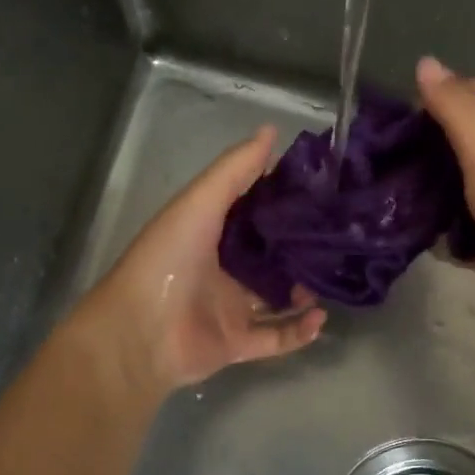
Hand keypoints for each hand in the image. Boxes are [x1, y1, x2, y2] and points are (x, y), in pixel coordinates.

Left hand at [80, 126, 326, 396]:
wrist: (140, 332)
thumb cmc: (168, 259)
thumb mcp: (200, 203)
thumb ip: (235, 169)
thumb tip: (272, 130)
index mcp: (207, 233)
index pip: (250, 211)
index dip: (280, 199)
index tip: (318, 188)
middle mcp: (219, 269)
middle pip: (266, 256)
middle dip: (297, 248)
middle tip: (333, 236)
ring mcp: (228, 308)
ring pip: (275, 297)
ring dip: (302, 290)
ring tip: (329, 277)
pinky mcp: (236, 343)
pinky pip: (276, 337)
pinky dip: (299, 331)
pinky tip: (320, 318)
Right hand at [417, 57, 474, 355]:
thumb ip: (458, 112)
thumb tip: (426, 63)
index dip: (464, 90)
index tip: (420, 104)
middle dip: (440, 140)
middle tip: (397, 146)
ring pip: (470, 189)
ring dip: (437, 186)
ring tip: (395, 184)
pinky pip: (465, 232)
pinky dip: (442, 230)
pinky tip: (412, 230)